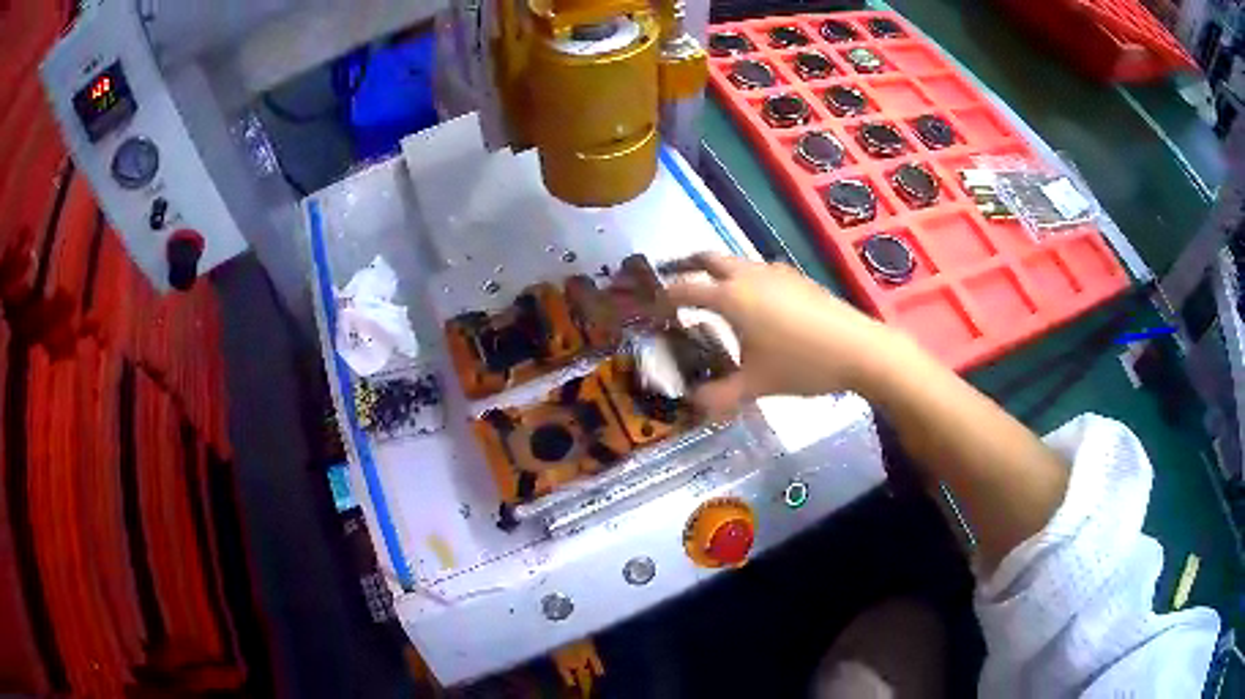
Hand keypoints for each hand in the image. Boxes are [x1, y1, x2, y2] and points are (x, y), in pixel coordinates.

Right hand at [664, 253, 907, 416]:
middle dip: (687, 266)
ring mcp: (776, 273)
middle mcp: (748, 276)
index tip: (650, 306)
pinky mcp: (797, 278)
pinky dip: (744, 280)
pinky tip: (756, 305)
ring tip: (713, 296)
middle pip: (709, 259)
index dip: (663, 297)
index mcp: (731, 297)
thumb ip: (719, 396)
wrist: (859, 349)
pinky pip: (759, 271)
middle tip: (674, 282)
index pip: (685, 290)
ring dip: (718, 272)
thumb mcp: (756, 385)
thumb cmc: (801, 364)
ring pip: (737, 262)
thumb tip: (693, 406)